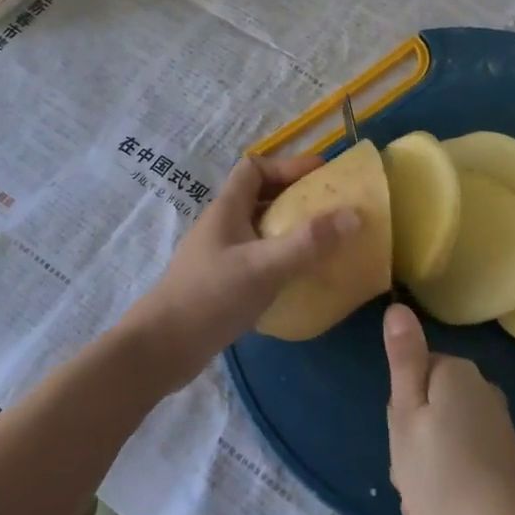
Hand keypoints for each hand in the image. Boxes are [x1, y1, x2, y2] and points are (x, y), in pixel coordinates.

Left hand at [124, 153, 359, 386]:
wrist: (161, 349)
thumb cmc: (211, 297)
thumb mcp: (265, 266)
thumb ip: (308, 242)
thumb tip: (353, 215)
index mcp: (226, 209)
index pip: (254, 168)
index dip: (287, 166)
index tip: (320, 176)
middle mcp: (221, 226)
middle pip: (259, 197)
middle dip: (294, 197)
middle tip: (330, 209)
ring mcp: (219, 255)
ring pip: (259, 229)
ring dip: (288, 229)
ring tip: (322, 241)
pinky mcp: (221, 283)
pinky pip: (257, 257)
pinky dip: (279, 258)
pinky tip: (298, 277)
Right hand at [384, 304, 514, 514]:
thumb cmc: (445, 477)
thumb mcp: (407, 416)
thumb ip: (403, 360)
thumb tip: (398, 306)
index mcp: (455, 374)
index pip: (409, 379)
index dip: (398, 416)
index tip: (401, 449)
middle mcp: (480, 393)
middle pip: (424, 414)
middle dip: (411, 455)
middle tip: (412, 485)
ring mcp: (496, 430)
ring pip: (439, 449)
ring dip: (425, 483)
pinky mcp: (505, 464)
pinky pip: (460, 472)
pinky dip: (447, 497)